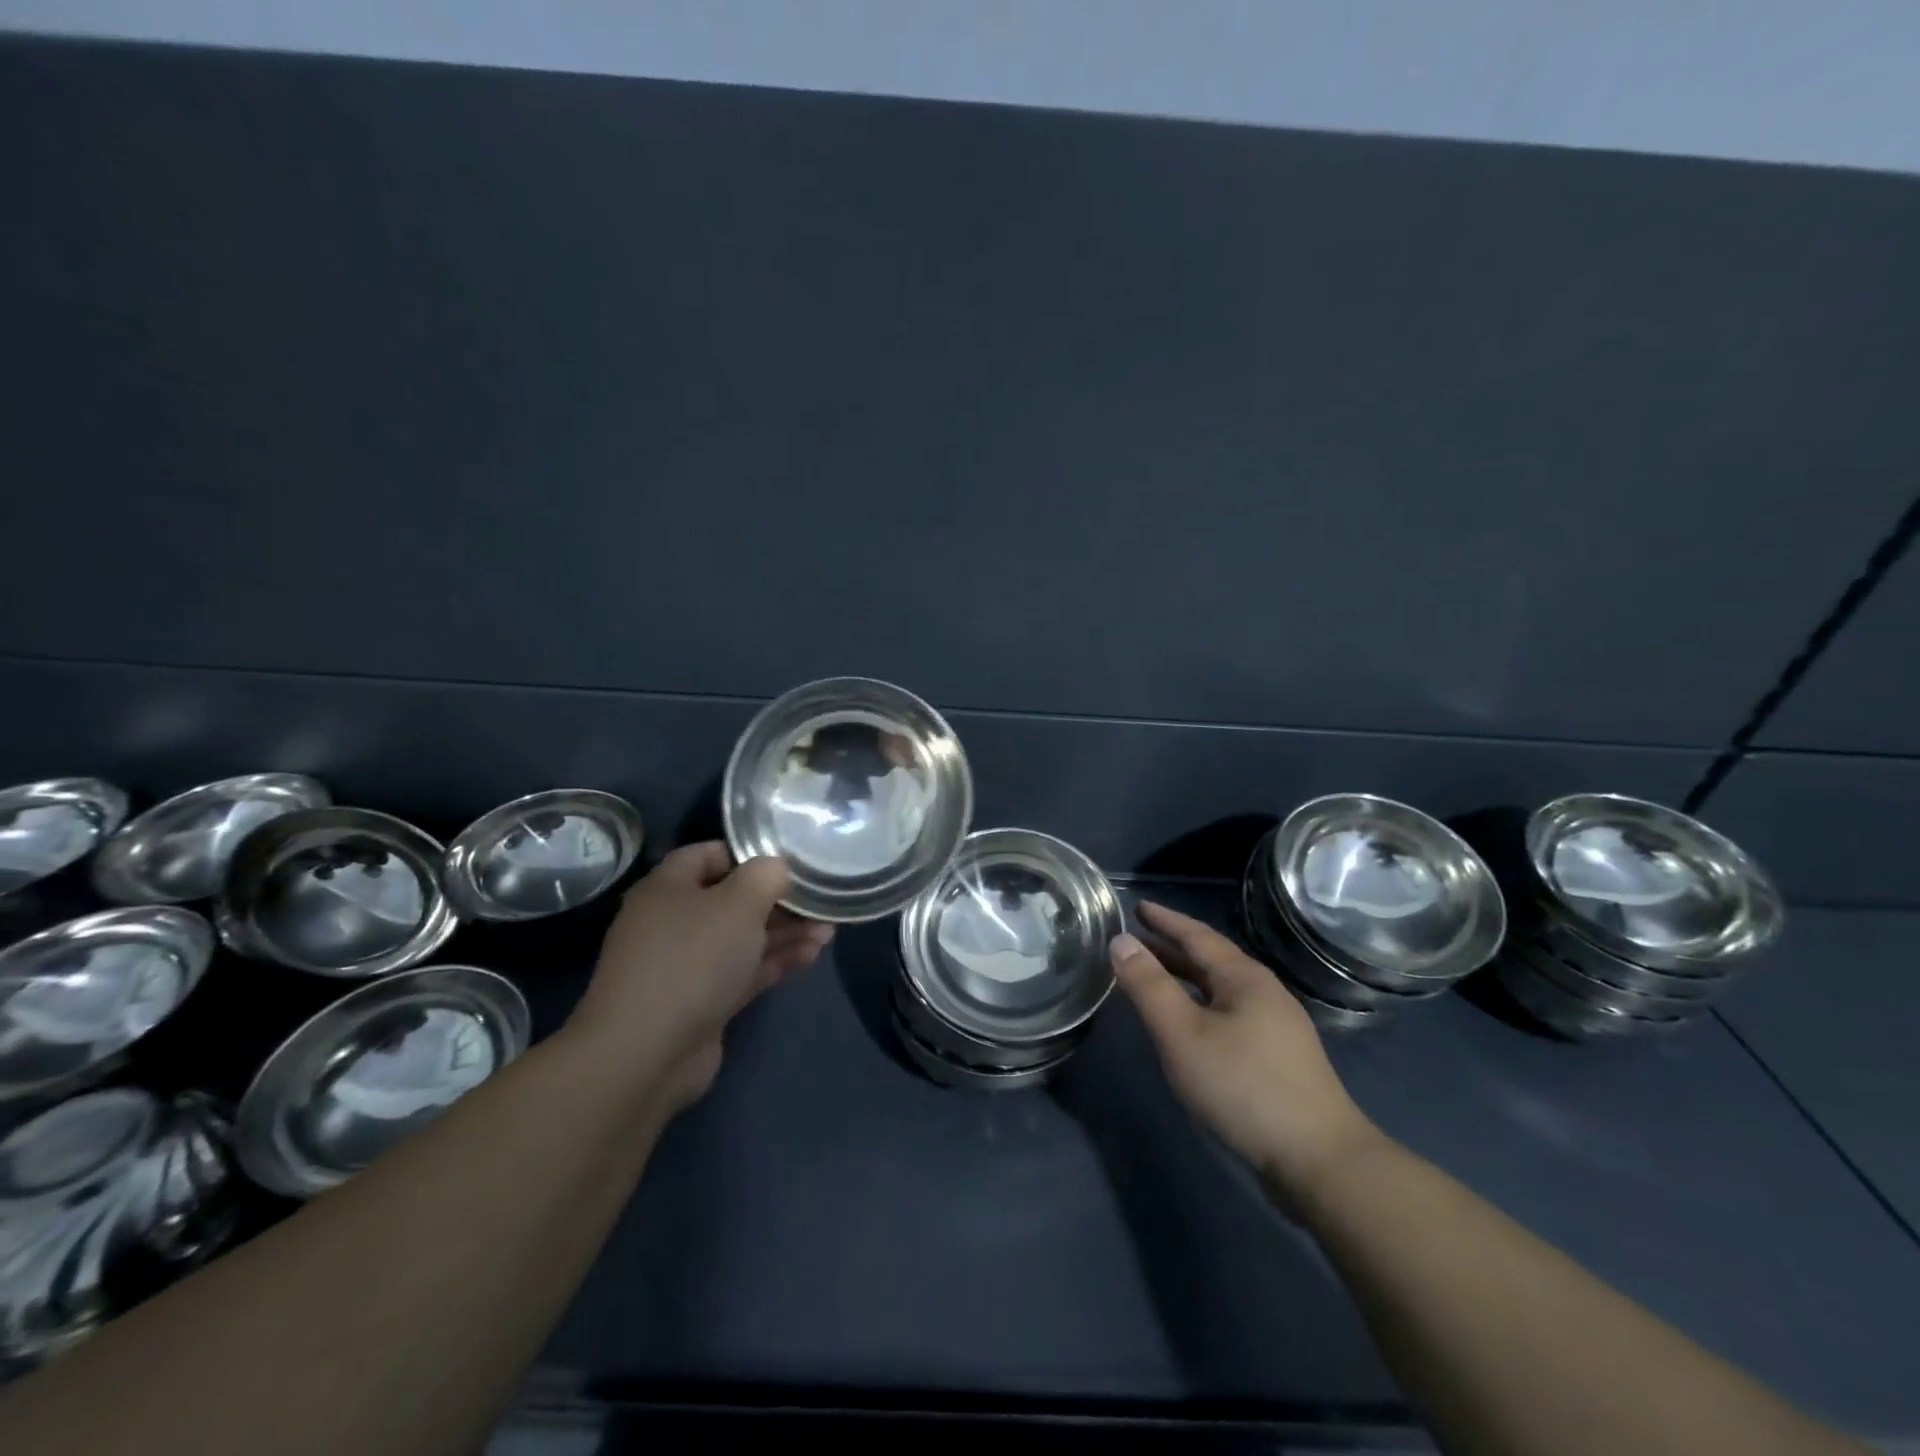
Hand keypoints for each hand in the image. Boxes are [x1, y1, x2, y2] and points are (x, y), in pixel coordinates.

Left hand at [566, 842, 832, 1111]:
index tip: (788, 859)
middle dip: (778, 900)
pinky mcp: (702, 1002)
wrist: (647, 1054)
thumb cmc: (693, 959)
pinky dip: (774, 962)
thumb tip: (777, 867)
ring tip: (828, 930)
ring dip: (784, 933)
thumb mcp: (738, 903)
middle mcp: (672, 923)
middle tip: (819, 899)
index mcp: (667, 889)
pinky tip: (811, 955)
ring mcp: (686, 966)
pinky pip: (743, 972)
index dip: (747, 853)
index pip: (707, 855)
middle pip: (732, 900)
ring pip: (742, 938)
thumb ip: (764, 876)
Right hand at [1113, 901, 1383, 1199]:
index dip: (1165, 920)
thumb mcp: (1183, 1034)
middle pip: (1211, 960)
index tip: (1136, 906)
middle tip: (1136, 940)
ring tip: (1154, 978)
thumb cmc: (1243, 1087)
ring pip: (1221, 990)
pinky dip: (1200, 1005)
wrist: (1320, 1161)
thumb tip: (1121, 941)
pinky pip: (1229, 1013)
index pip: (1197, 935)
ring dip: (1186, 979)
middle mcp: (1264, 993)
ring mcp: (1277, 1027)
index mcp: (1244, 978)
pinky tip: (1189, 1026)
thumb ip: (1149, 986)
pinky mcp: (1279, 1059)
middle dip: (1172, 948)